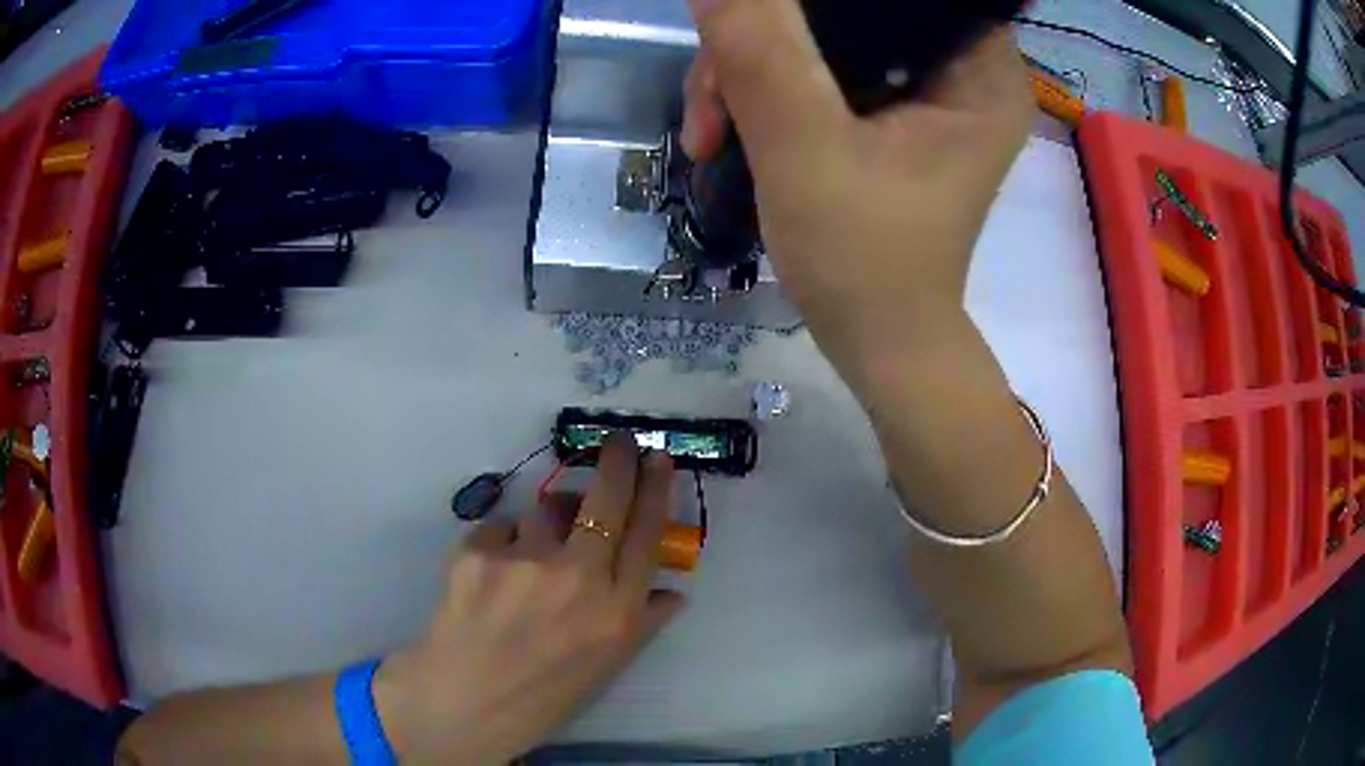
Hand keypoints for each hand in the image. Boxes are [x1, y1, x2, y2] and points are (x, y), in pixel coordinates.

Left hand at [375, 436, 684, 763]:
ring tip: (533, 555)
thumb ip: (644, 622)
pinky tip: (492, 578)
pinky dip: (502, 545)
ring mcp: (524, 562)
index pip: (647, 533)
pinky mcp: (477, 552)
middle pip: (605, 499)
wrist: (463, 701)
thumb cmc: (543, 692)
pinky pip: (500, 529)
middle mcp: (577, 578)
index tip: (658, 456)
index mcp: (616, 611)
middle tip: (617, 441)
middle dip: (617, 461)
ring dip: (548, 520)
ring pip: (546, 508)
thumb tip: (674, 590)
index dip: (655, 488)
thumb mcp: (607, 665)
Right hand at [682, 0, 1032, 361]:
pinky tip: (728, 131)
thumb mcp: (806, 150)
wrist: (875, 342)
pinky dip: (766, 92)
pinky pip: (820, 69)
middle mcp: (963, 67)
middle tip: (713, 99)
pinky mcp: (894, 113)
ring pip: (823, 37)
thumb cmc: (864, 262)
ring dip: (750, 72)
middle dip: (765, 42)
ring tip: (708, 133)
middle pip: (850, 11)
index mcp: (981, 68)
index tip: (755, 20)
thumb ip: (761, 53)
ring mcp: (927, 90)